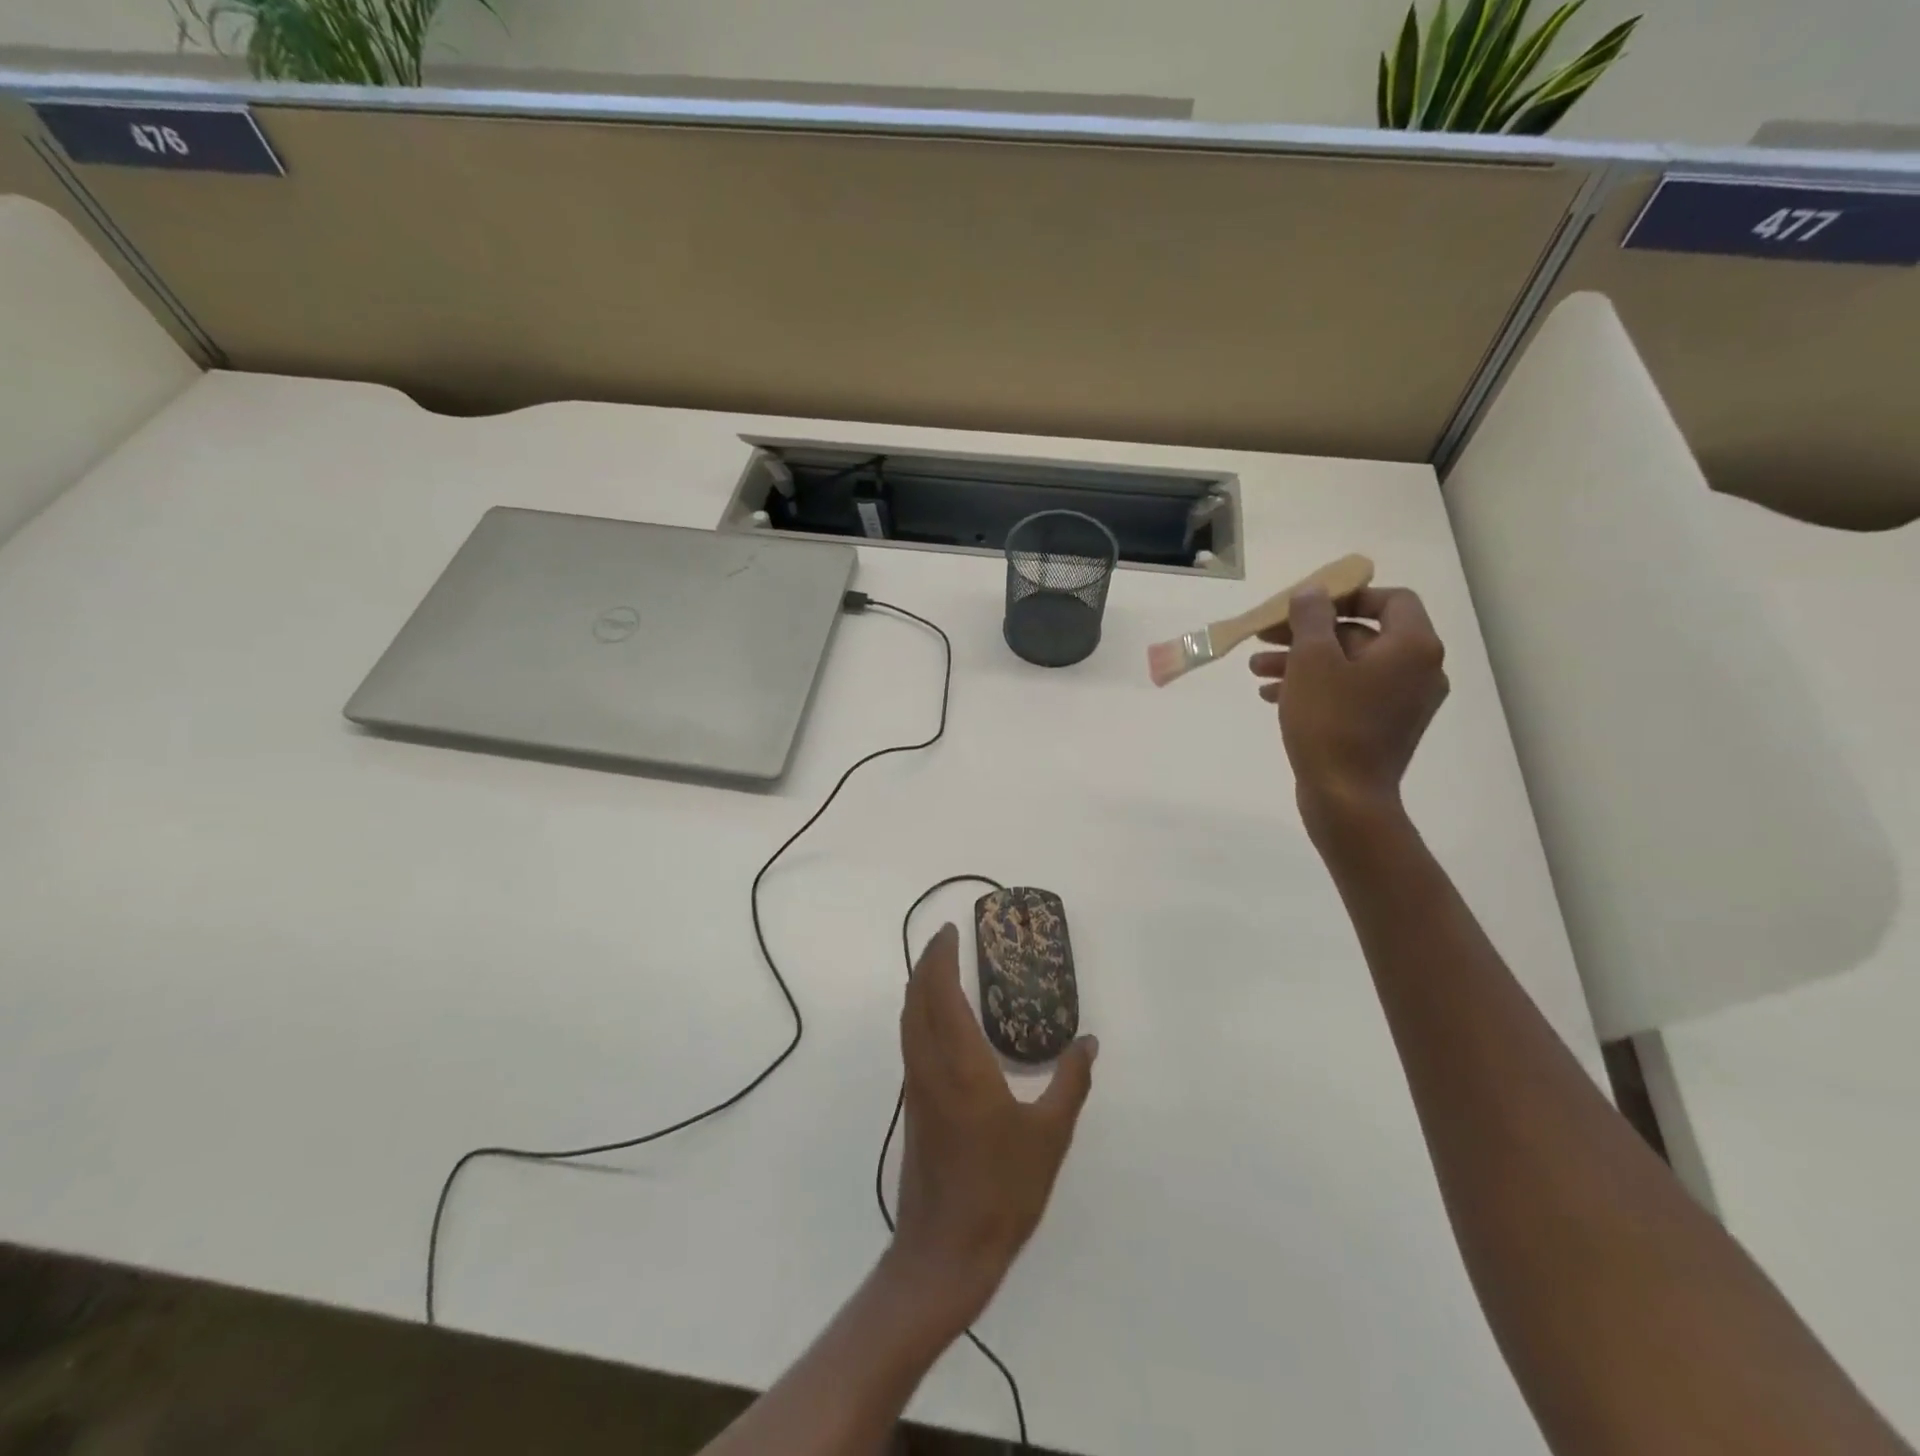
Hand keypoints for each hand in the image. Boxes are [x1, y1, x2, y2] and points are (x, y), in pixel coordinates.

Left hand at [890, 924, 1096, 1327]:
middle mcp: (929, 1065)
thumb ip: (1070, 1082)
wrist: (946, 1251)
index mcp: (960, 1063)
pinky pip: (911, 1041)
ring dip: (920, 987)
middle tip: (947, 939)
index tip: (950, 930)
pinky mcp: (915, 1106)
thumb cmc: (1002, 1189)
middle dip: (927, 962)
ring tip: (942, 970)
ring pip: (908, 1020)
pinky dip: (920, 1014)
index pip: (940, 991)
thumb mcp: (1050, 1135)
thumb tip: (1089, 1041)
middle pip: (916, 998)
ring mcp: (916, 1086)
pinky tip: (942, 1022)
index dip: (940, 956)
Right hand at [1249, 584, 1448, 833]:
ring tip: (1256, 670)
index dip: (1346, 596)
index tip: (1305, 607)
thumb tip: (1313, 592)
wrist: (1345, 797)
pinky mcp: (1384, 727)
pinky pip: (1350, 693)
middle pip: (1361, 634)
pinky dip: (1316, 687)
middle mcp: (1419, 670)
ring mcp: (1404, 702)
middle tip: (1266, 636)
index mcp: (1412, 647)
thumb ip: (1311, 617)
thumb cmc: (1330, 722)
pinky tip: (1271, 695)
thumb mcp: (1312, 660)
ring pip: (1349, 666)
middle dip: (1308, 634)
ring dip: (1303, 662)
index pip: (1390, 599)